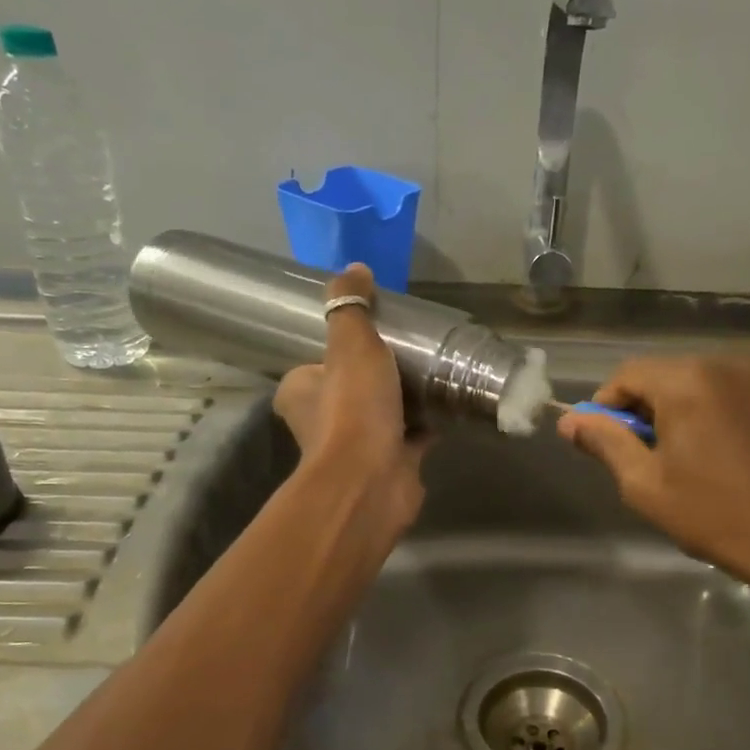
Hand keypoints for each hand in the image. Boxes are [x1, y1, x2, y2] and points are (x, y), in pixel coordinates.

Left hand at [273, 264, 427, 535]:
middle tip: (410, 351)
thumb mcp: (350, 345)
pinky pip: (411, 438)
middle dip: (378, 376)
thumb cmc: (353, 410)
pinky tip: (449, 405)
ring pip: (383, 414)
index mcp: (300, 393)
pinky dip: (427, 426)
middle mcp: (322, 423)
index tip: (372, 335)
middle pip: (352, 390)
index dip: (340, 350)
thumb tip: (354, 268)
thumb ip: (351, 308)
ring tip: (434, 373)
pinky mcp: (390, 465)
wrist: (373, 481)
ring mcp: (358, 447)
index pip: (315, 365)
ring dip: (405, 401)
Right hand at [556, 354, 749, 590]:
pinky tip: (734, 448)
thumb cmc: (714, 516)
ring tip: (694, 452)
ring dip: (690, 406)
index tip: (605, 438)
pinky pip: (746, 391)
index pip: (629, 373)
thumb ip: (605, 442)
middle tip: (648, 451)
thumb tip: (569, 422)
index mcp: (688, 381)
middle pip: (670, 373)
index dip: (607, 404)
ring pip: (709, 380)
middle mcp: (730, 362)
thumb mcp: (645, 484)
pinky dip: (729, 409)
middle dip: (650, 406)